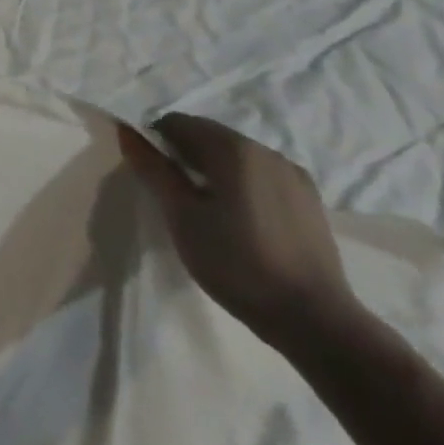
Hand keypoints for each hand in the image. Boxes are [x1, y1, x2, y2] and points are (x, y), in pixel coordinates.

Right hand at [117, 115, 364, 355]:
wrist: (316, 322)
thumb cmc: (237, 264)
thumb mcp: (181, 215)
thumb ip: (152, 168)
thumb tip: (127, 131)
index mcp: (232, 148)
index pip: (176, 122)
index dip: (156, 143)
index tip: (155, 179)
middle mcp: (265, 149)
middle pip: (208, 135)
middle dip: (185, 156)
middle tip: (178, 197)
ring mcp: (293, 174)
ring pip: (235, 155)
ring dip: (214, 170)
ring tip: (210, 212)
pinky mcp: (310, 199)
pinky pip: (260, 174)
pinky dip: (241, 184)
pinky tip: (242, 220)